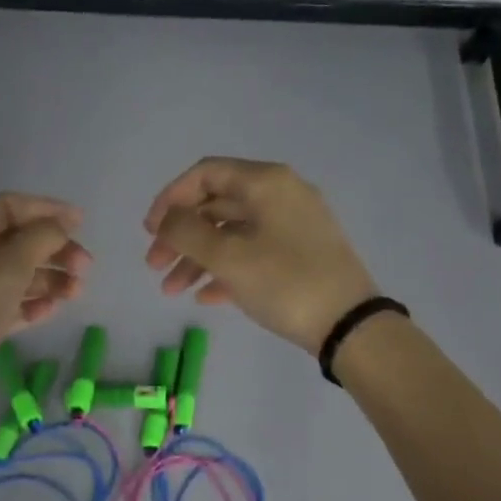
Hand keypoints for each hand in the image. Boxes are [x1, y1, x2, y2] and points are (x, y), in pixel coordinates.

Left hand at [0, 192, 91, 404]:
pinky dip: (30, 303)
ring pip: (13, 273)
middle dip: (52, 250)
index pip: (7, 207)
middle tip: (85, 267)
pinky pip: (6, 302)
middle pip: (14, 240)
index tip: (82, 222)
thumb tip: (59, 226)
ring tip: (76, 292)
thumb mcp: (5, 271)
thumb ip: (38, 240)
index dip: (46, 210)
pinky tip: (52, 310)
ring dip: (47, 278)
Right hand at [144, 158, 377, 352]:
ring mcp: (293, 226)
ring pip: (232, 233)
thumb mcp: (228, 257)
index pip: (205, 174)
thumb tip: (167, 219)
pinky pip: (252, 253)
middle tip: (154, 265)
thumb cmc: (285, 282)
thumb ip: (186, 232)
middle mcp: (280, 195)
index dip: (170, 198)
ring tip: (172, 291)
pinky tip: (205, 298)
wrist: (351, 327)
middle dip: (180, 236)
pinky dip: (226, 270)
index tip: (149, 231)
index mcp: (266, 183)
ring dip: (197, 258)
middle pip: (216, 205)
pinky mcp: (300, 255)